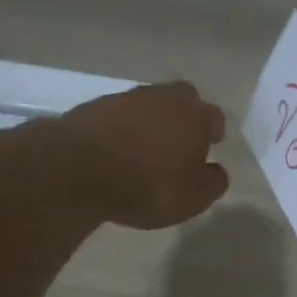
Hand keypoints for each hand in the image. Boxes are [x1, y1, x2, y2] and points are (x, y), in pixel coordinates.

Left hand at [55, 81, 229, 229]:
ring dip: (149, 122)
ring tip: (144, 149)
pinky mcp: (94, 107)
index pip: (214, 118)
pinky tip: (114, 150)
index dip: (212, 133)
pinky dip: (120, 129)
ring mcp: (126, 98)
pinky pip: (117, 116)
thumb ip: (212, 183)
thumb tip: (216, 171)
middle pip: (181, 99)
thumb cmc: (148, 185)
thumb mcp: (192, 198)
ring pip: (148, 105)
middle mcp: (163, 98)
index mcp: (195, 116)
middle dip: (183, 117)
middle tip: (179, 141)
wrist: (79, 169)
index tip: (209, 146)